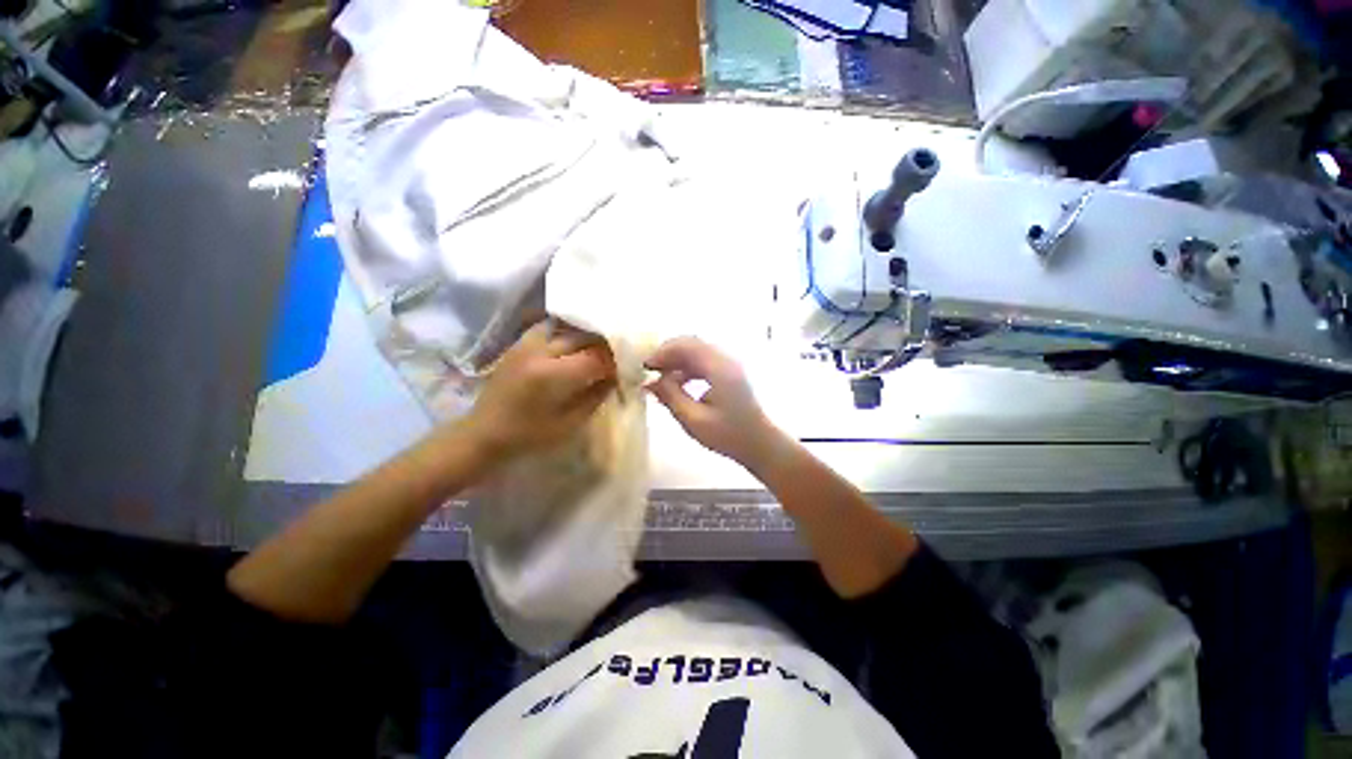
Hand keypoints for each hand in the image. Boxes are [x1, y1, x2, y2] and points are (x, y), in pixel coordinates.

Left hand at [466, 321, 615, 458]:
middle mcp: (540, 352)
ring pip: (568, 328)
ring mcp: (526, 344)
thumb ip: (596, 396)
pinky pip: (549, 328)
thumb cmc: (529, 437)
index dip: (616, 362)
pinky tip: (573, 344)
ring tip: (598, 350)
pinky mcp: (518, 344)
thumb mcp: (570, 423)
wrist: (483, 434)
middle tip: (617, 359)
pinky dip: (566, 333)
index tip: (628, 369)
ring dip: (587, 338)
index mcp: (552, 376)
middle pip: (584, 337)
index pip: (597, 358)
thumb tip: (617, 377)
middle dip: (605, 347)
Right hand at [645, 337, 785, 468]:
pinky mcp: (732, 370)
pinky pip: (706, 360)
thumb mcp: (694, 421)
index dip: (662, 353)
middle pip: (692, 343)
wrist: (762, 443)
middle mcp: (727, 358)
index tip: (645, 368)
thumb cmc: (729, 435)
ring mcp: (731, 363)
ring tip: (662, 379)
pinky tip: (680, 383)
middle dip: (668, 354)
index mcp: (719, 368)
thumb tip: (650, 382)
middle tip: (651, 371)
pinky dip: (689, 366)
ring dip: (678, 360)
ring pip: (698, 350)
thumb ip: (671, 397)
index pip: (686, 346)